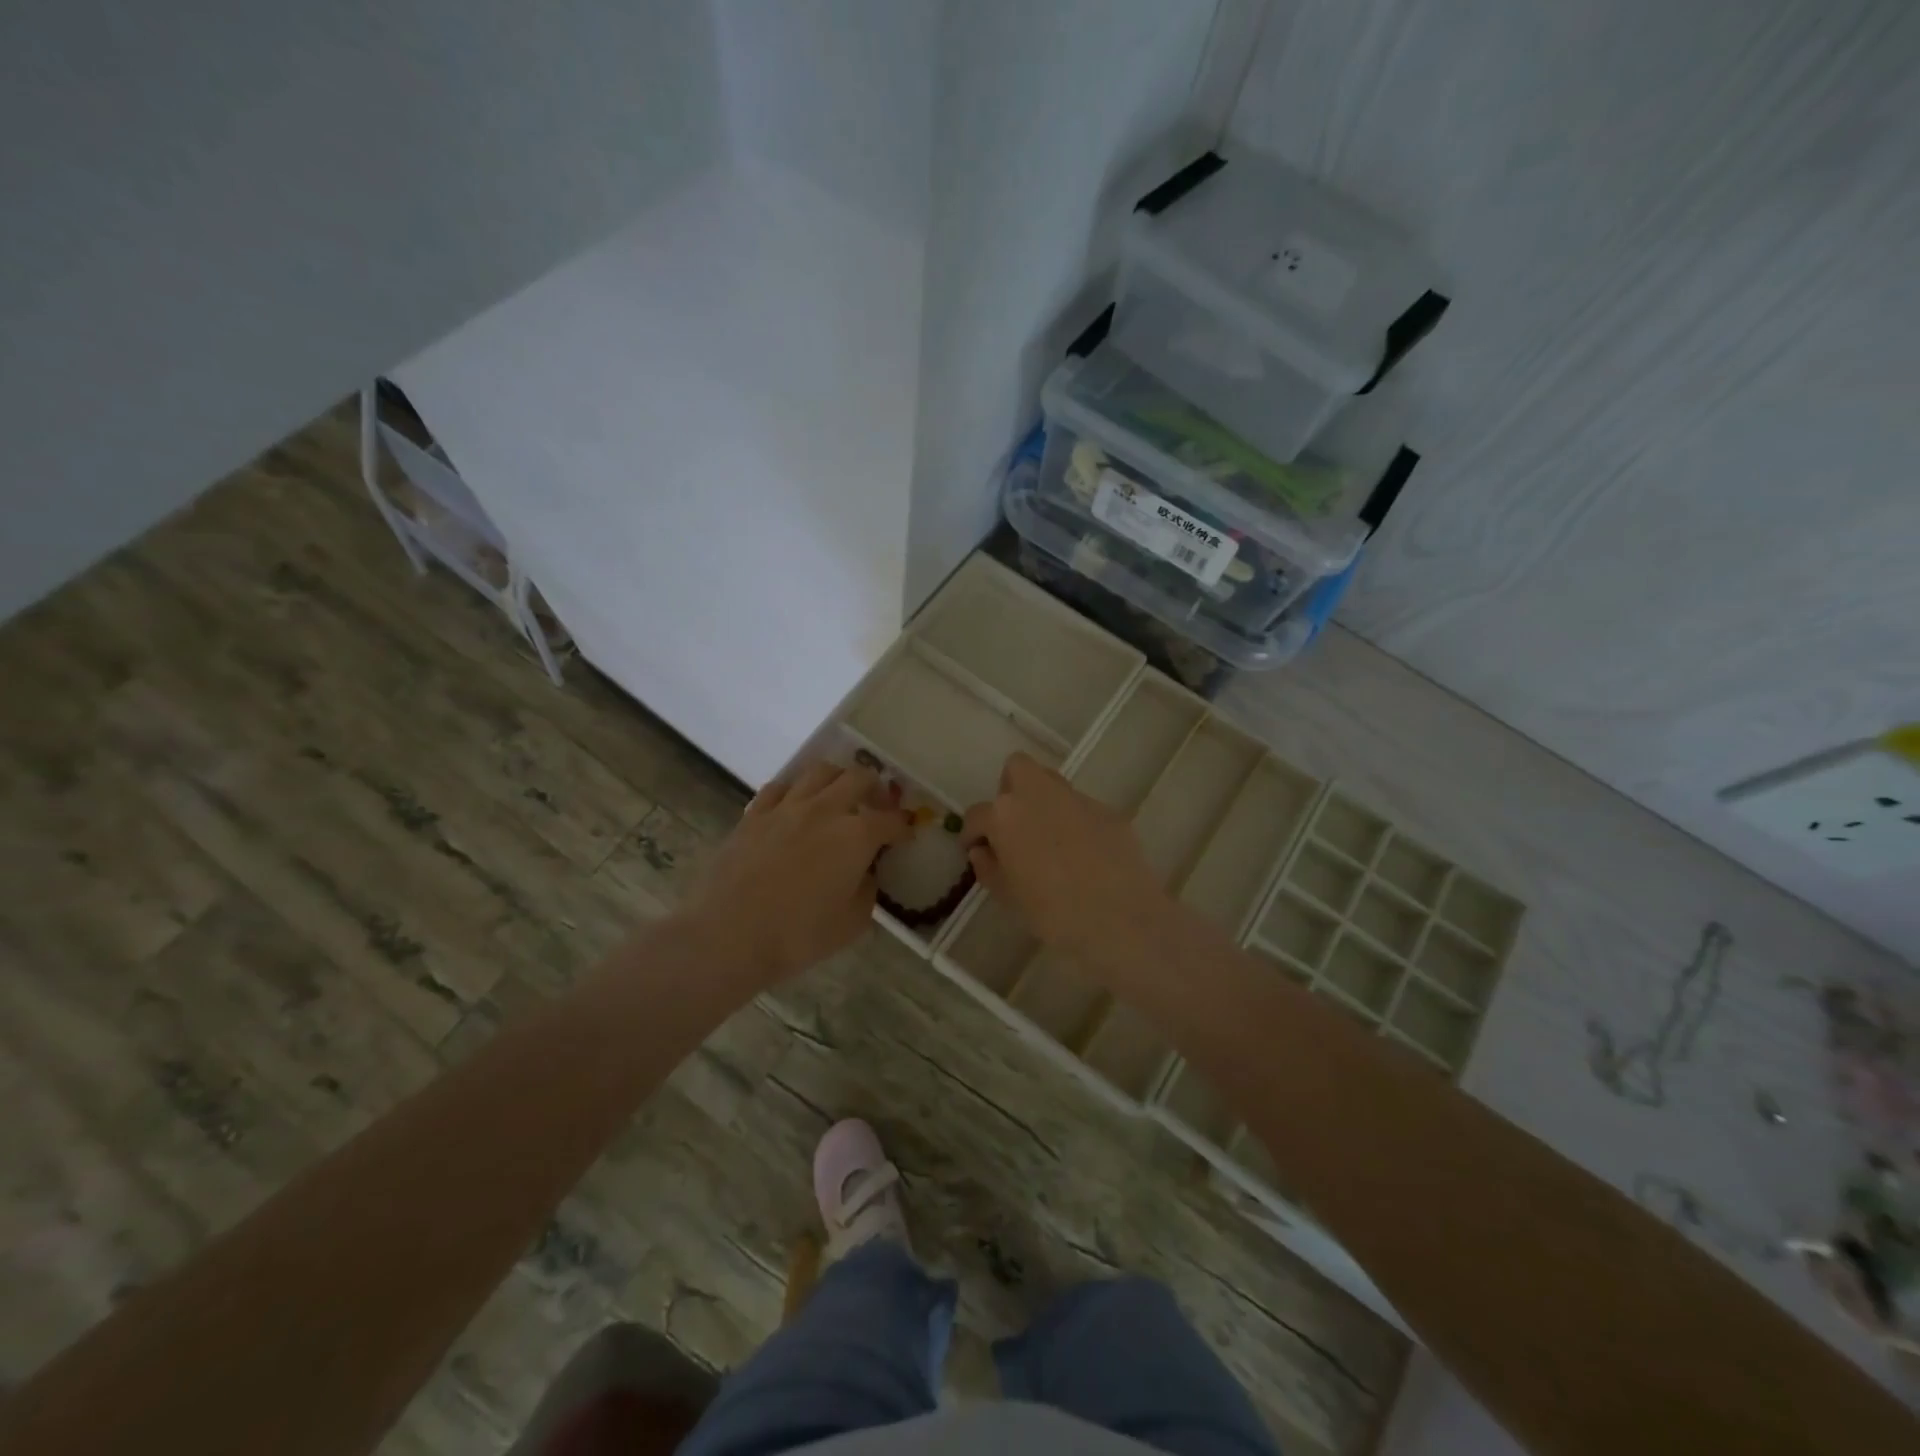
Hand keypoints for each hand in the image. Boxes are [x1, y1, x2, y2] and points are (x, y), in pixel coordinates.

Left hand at [682, 761, 909, 983]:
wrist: (728, 936)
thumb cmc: (798, 936)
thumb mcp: (852, 923)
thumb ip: (867, 890)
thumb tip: (865, 871)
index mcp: (856, 835)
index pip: (891, 820)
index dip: (903, 826)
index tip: (906, 833)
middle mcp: (824, 809)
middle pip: (858, 778)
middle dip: (875, 788)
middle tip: (876, 805)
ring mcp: (786, 807)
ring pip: (819, 771)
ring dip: (837, 779)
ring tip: (838, 796)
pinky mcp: (754, 814)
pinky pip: (780, 787)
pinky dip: (796, 789)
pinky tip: (795, 805)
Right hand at [963, 752, 1169, 961]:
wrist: (1120, 918)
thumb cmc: (1053, 912)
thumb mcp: (1008, 896)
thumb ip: (988, 868)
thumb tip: (983, 852)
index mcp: (1006, 815)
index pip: (977, 814)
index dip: (973, 833)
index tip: (976, 849)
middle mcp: (1039, 795)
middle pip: (1017, 769)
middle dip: (1009, 790)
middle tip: (1013, 825)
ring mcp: (1077, 799)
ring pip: (1052, 783)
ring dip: (1042, 801)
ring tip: (1047, 837)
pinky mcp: (1107, 811)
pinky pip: (1081, 808)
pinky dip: (1075, 822)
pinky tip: (1083, 853)